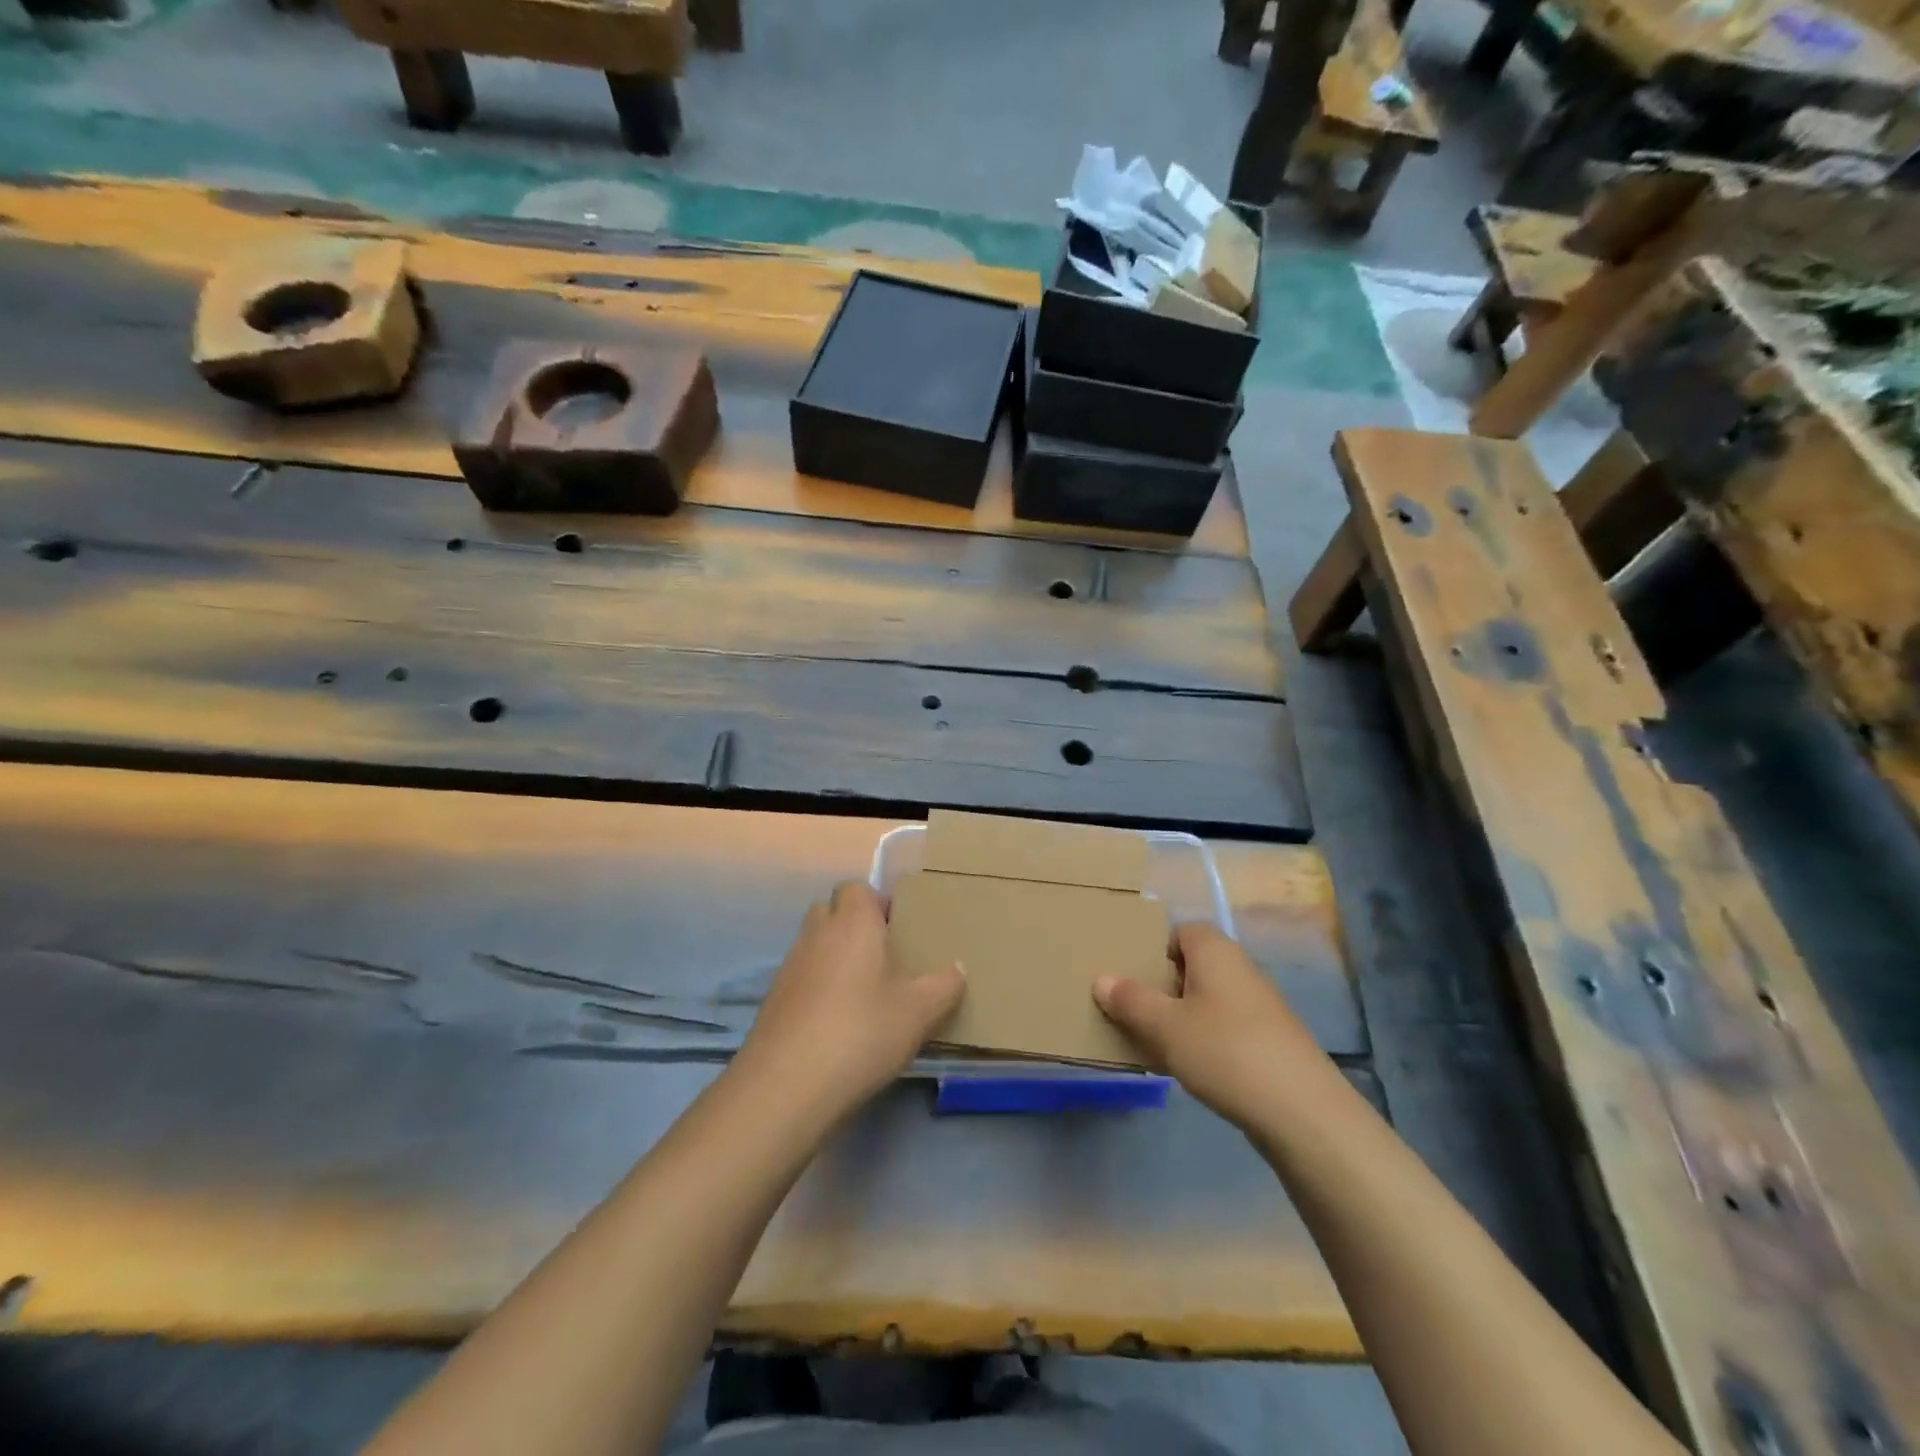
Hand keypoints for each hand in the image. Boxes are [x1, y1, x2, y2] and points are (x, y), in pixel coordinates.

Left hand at [734, 881, 965, 1123]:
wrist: (786, 1085)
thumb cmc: (861, 1033)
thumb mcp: (919, 1013)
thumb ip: (944, 986)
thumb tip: (958, 968)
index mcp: (853, 923)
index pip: (856, 888)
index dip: (876, 903)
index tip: (898, 930)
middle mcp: (817, 933)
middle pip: (831, 910)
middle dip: (853, 926)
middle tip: (883, 957)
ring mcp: (790, 966)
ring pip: (814, 943)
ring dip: (834, 957)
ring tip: (863, 992)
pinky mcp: (773, 999)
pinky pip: (801, 976)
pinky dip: (817, 987)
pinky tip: (836, 1021)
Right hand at [1093, 922, 1328, 1129]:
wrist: (1302, 1111)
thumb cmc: (1225, 1051)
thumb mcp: (1164, 1026)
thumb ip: (1130, 1000)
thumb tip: (1102, 979)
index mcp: (1214, 951)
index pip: (1179, 931)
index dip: (1153, 948)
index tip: (1129, 974)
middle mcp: (1239, 968)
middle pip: (1192, 965)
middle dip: (1161, 985)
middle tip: (1132, 1009)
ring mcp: (1259, 1005)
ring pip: (1207, 998)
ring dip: (1180, 1015)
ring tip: (1152, 1041)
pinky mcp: (1270, 1040)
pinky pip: (1224, 1026)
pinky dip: (1203, 1039)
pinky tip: (1188, 1067)